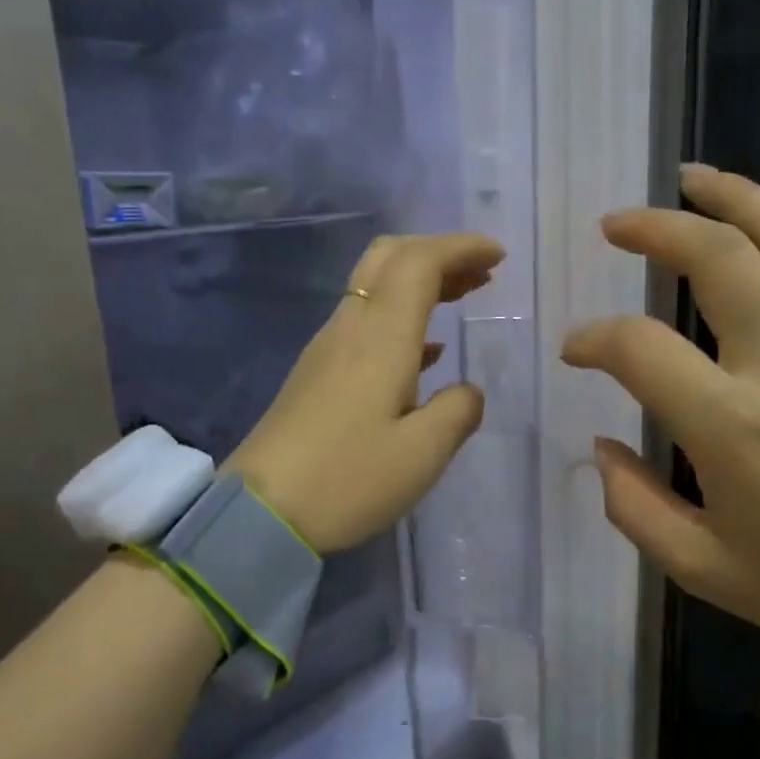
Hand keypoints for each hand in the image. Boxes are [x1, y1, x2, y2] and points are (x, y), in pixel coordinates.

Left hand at [227, 232, 504, 553]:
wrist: (260, 511)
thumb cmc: (348, 479)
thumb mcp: (422, 453)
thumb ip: (458, 411)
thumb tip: (467, 391)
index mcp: (381, 336)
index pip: (420, 262)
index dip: (461, 247)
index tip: (500, 255)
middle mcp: (350, 327)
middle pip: (390, 258)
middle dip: (439, 252)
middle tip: (482, 272)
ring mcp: (328, 348)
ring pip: (376, 286)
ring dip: (421, 280)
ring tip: (464, 296)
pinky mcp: (318, 373)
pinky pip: (365, 319)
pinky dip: (403, 315)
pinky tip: (428, 350)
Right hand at [561, 161, 759, 676]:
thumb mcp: (706, 570)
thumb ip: (636, 509)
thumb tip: (602, 448)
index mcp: (732, 427)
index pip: (642, 349)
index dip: (594, 339)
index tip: (575, 350)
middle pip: (721, 260)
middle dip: (660, 228)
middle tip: (616, 224)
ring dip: (735, 196)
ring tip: (690, 176)